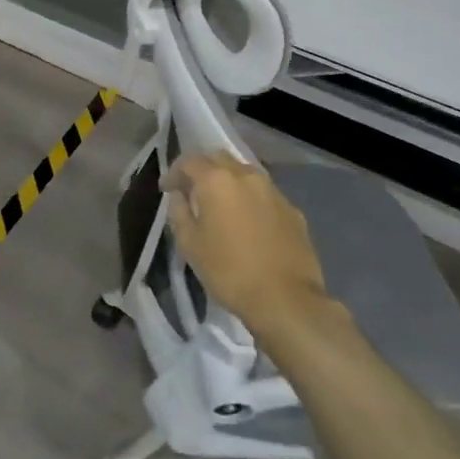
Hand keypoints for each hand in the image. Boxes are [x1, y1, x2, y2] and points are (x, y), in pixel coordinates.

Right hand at [162, 152, 336, 341]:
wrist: (286, 300)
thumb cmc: (229, 271)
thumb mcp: (190, 245)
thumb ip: (179, 212)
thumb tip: (179, 196)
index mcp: (217, 180)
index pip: (189, 162)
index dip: (173, 173)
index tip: (166, 189)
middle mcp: (246, 176)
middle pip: (219, 159)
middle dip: (203, 170)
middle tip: (193, 191)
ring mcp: (273, 191)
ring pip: (245, 173)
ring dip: (229, 182)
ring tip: (222, 205)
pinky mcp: (293, 210)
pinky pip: (265, 194)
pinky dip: (251, 199)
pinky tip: (249, 222)